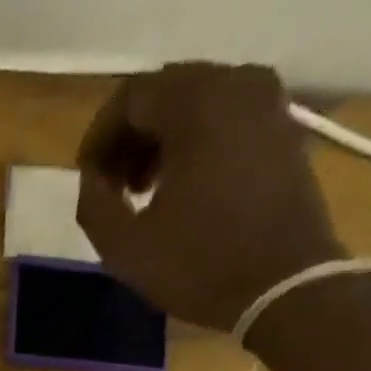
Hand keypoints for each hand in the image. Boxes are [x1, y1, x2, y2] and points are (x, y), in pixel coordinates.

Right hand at [74, 63, 346, 333]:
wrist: (283, 285)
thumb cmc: (199, 266)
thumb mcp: (126, 248)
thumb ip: (94, 206)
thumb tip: (92, 180)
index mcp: (196, 104)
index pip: (131, 98)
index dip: (99, 139)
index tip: (86, 181)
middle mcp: (236, 84)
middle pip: (165, 94)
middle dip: (130, 139)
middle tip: (112, 188)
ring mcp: (267, 103)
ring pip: (196, 105)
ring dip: (161, 143)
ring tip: (144, 193)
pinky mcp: (282, 129)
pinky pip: (225, 120)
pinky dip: (195, 145)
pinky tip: (181, 191)